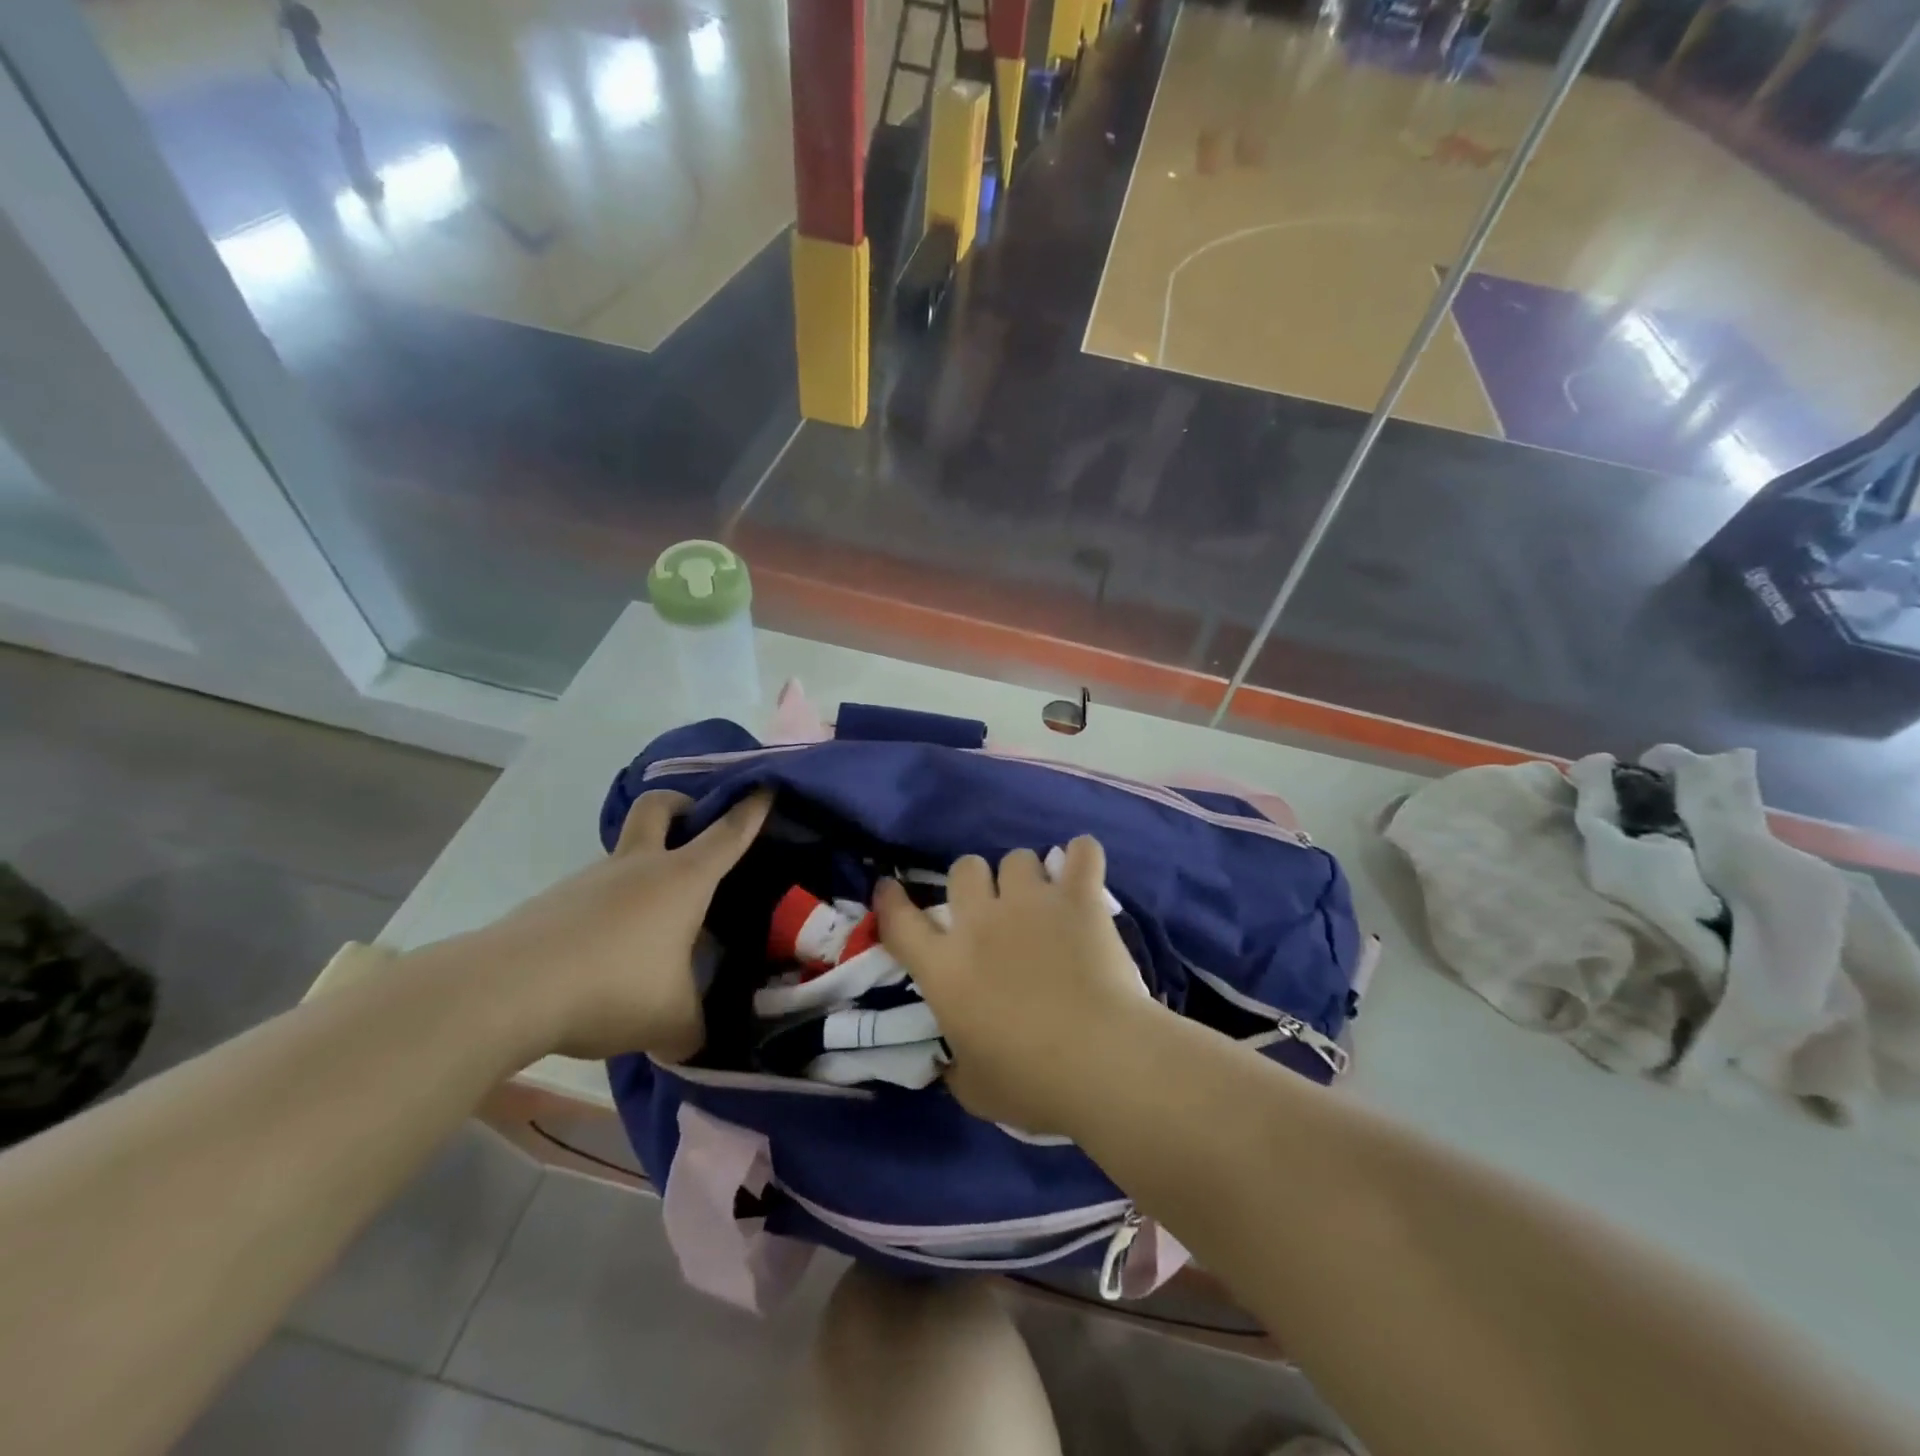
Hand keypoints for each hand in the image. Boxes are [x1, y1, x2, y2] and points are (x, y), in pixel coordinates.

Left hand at [458, 790, 770, 1061]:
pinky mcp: (553, 903)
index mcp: (682, 879)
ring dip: (642, 871)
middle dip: (680, 803)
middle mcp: (638, 866)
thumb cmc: (613, 987)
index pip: (728, 833)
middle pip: (658, 807)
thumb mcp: (673, 1020)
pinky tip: (608, 955)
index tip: (765, 786)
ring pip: (623, 855)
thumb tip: (696, 1039)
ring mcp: (590, 880)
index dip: (751, 809)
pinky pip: (594, 894)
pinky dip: (610, 910)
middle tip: (694, 821)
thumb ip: (696, 1027)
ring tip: (653, 928)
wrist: (506, 991)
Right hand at [874, 837, 1156, 1133]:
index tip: (889, 887)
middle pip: (963, 868)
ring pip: (1016, 858)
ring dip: (1024, 876)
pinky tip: (1084, 867)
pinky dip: (1083, 856)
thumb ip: (957, 1066)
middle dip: (974, 883)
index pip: (900, 922)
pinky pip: (1083, 853)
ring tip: (1042, 898)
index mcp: (945, 968)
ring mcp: (1031, 903)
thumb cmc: (1032, 1083)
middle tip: (992, 910)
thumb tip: (953, 1060)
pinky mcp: (1078, 899)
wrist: (1100, 1062)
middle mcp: (981, 922)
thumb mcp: (975, 1089)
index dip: (890, 901)